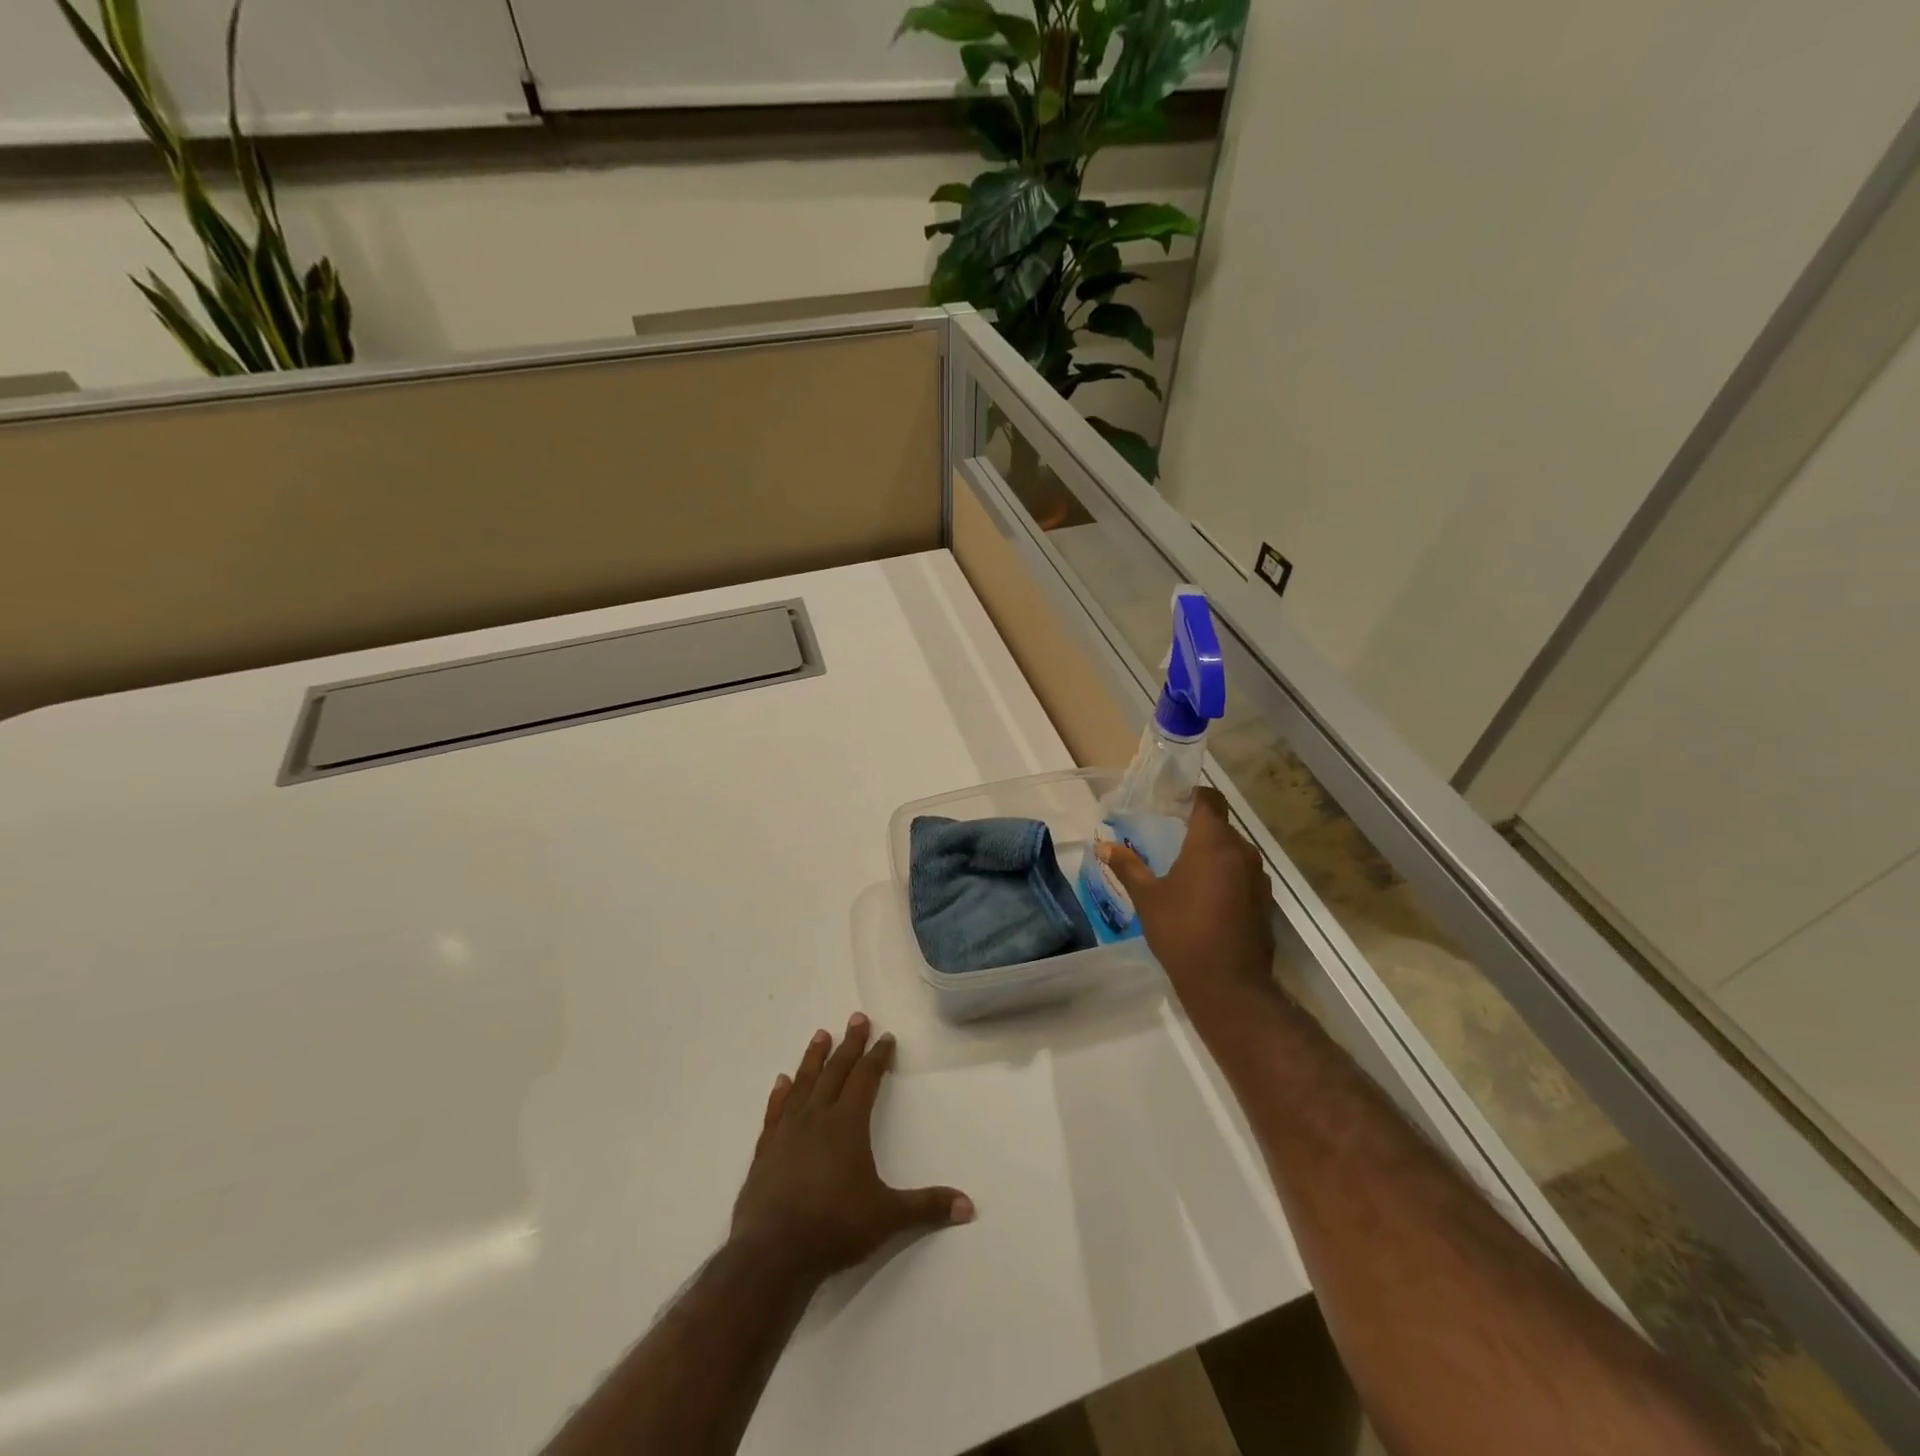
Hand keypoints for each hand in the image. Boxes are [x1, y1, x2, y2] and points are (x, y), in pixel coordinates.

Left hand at [730, 1014, 972, 1283]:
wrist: (773, 1254)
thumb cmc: (834, 1227)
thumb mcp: (887, 1217)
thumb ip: (926, 1207)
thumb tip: (968, 1206)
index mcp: (847, 1124)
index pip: (866, 1079)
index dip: (877, 1057)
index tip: (885, 1037)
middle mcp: (817, 1118)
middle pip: (836, 1071)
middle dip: (850, 1044)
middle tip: (857, 1018)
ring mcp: (787, 1132)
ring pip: (804, 1083)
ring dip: (814, 1058)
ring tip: (820, 1035)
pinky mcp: (764, 1151)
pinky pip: (775, 1112)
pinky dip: (780, 1094)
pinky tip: (781, 1082)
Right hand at [1098, 787, 1275, 1013]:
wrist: (1227, 984)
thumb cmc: (1182, 931)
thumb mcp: (1147, 898)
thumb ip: (1127, 867)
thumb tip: (1103, 846)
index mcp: (1212, 842)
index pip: (1209, 800)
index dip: (1191, 795)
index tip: (1171, 802)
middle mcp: (1242, 852)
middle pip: (1221, 826)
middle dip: (1197, 828)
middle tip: (1170, 837)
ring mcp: (1258, 878)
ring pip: (1233, 852)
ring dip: (1212, 855)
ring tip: (1185, 869)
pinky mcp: (1265, 902)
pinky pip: (1243, 876)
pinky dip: (1225, 877)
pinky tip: (1205, 898)